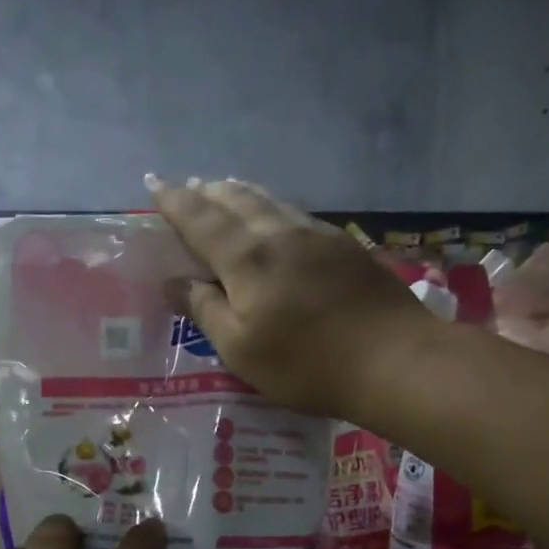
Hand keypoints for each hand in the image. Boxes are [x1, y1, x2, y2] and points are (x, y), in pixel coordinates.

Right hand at [149, 176, 437, 419]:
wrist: (394, 359)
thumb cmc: (306, 364)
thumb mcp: (241, 349)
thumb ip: (205, 310)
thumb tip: (172, 281)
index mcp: (247, 259)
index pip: (200, 220)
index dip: (174, 201)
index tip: (154, 184)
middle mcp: (279, 234)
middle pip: (236, 200)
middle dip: (207, 191)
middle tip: (189, 185)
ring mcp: (317, 235)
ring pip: (270, 201)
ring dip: (240, 192)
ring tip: (224, 187)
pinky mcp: (345, 246)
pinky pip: (297, 213)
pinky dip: (273, 205)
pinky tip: (277, 215)